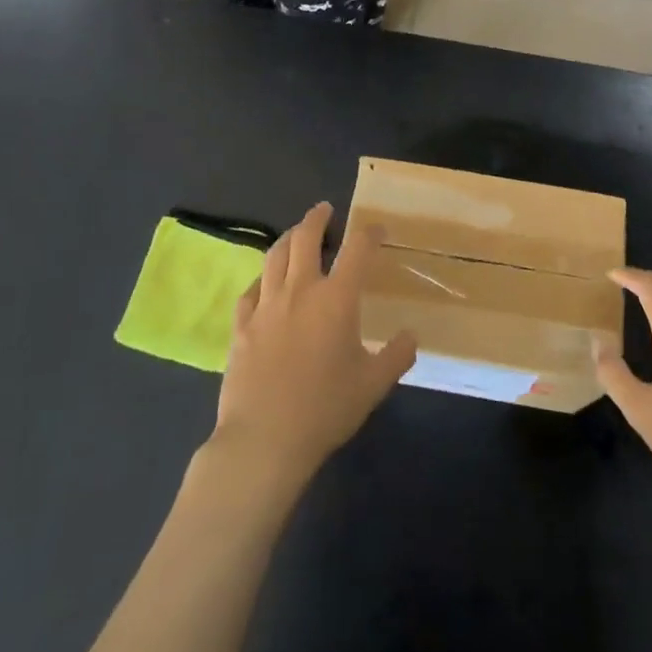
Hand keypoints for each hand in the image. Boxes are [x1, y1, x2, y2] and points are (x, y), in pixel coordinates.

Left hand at [212, 203, 416, 490]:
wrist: (264, 440)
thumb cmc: (325, 410)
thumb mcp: (373, 385)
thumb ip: (396, 356)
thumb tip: (410, 336)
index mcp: (336, 299)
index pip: (357, 250)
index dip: (369, 233)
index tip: (377, 229)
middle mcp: (300, 291)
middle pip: (305, 238)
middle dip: (317, 218)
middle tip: (325, 210)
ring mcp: (266, 306)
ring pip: (274, 256)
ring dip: (287, 238)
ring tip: (295, 234)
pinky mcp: (241, 325)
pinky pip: (250, 290)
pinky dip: (261, 278)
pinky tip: (264, 283)